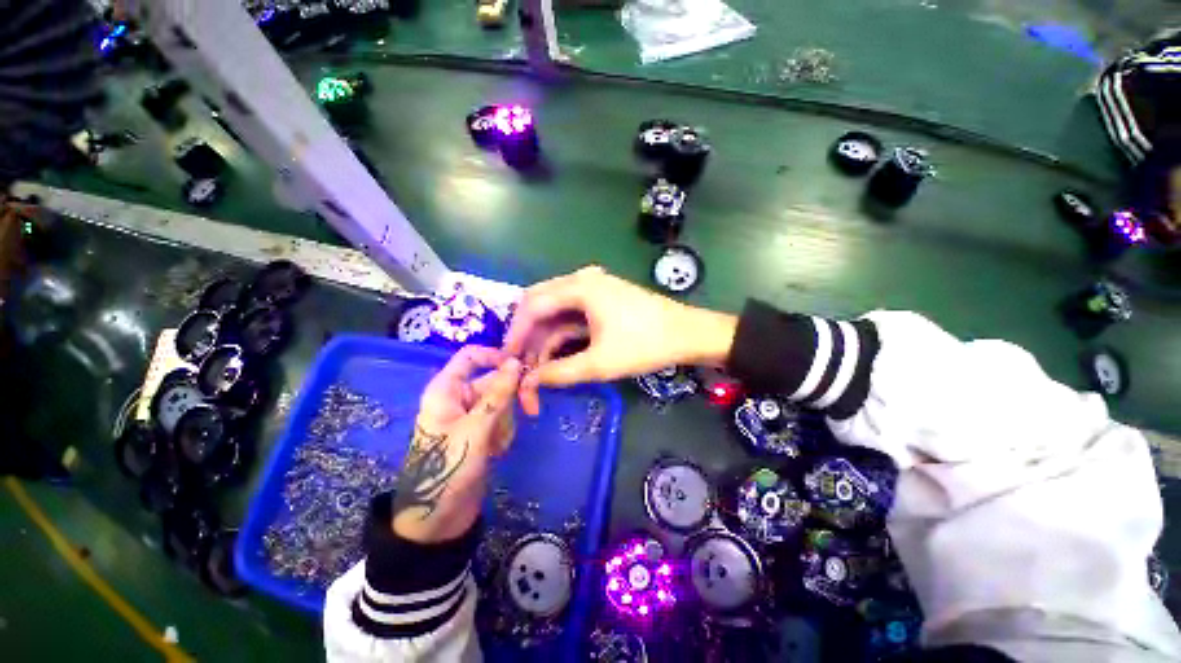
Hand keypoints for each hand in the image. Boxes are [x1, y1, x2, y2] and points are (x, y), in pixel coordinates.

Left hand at [392, 347, 522, 542]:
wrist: (439, 519)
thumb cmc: (449, 468)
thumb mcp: (476, 428)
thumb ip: (498, 394)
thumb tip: (515, 362)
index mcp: (446, 389)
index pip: (471, 356)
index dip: (495, 356)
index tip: (520, 366)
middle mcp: (458, 397)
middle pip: (494, 380)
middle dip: (510, 399)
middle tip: (531, 409)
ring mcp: (471, 416)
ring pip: (502, 402)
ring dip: (506, 421)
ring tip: (497, 444)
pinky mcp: (480, 432)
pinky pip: (501, 420)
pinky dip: (503, 433)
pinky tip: (496, 452)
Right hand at [504, 266, 736, 414]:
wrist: (688, 334)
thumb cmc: (645, 345)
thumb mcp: (599, 363)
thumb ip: (559, 373)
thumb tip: (529, 382)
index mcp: (580, 287)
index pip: (532, 306)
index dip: (515, 334)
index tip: (507, 360)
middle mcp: (582, 279)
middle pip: (539, 303)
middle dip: (528, 335)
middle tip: (520, 363)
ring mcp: (593, 286)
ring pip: (555, 309)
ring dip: (545, 336)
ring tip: (538, 366)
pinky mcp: (601, 296)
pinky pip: (571, 311)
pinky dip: (561, 331)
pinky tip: (557, 353)